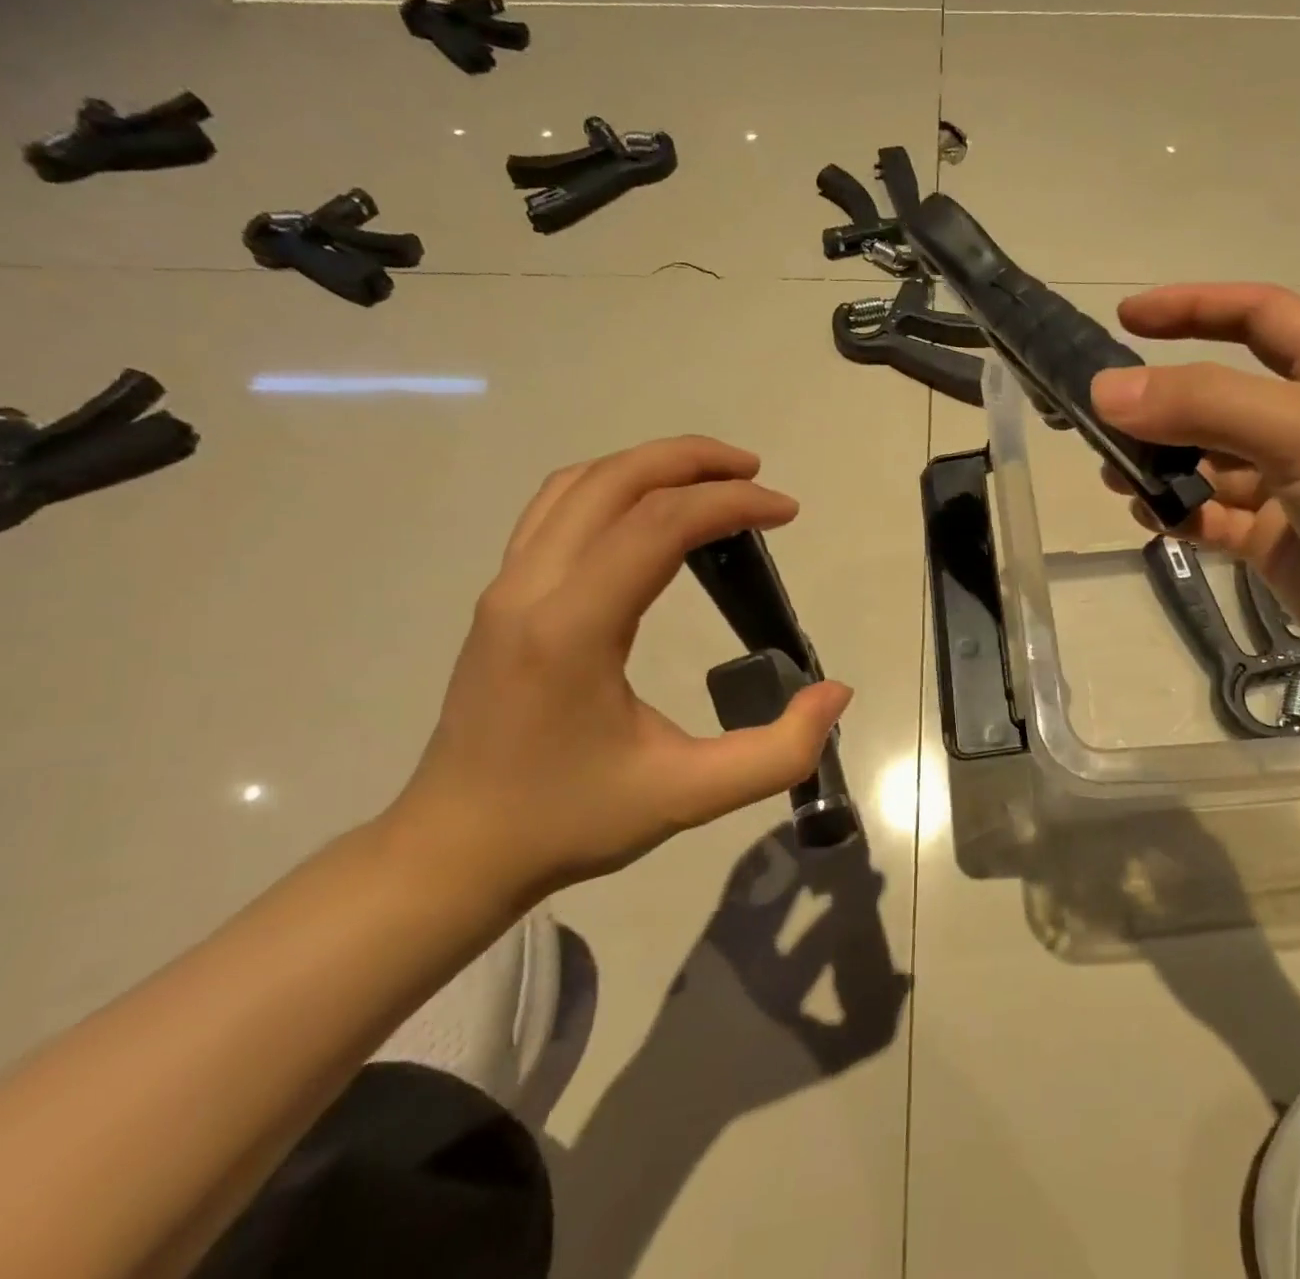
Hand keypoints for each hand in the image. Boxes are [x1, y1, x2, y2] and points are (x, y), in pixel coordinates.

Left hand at [389, 437, 851, 905]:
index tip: (786, 512)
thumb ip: (777, 751)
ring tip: (712, 479)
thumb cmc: (568, 820)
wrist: (452, 851)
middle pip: (615, 481)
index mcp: (573, 629)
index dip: (731, 503)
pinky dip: (613, 488)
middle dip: (693, 460)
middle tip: (755, 473)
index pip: (659, 525)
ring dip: (650, 466)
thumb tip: (836, 693)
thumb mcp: (688, 798)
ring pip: (578, 485)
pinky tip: (649, 513)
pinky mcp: (501, 598)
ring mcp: (506, 588)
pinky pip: (556, 511)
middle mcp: (530, 589)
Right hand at [1091, 284, 1299, 723]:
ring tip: (1116, 475)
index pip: (1257, 317)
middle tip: (1100, 420)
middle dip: (1161, 401)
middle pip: (1219, 397)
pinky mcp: (1279, 549)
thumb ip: (1205, 405)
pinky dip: (1179, 515)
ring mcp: (1293, 493)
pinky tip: (1152, 519)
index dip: (1194, 308)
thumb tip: (1105, 390)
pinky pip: (1214, 520)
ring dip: (1161, 463)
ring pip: (1208, 464)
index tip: (1126, 319)